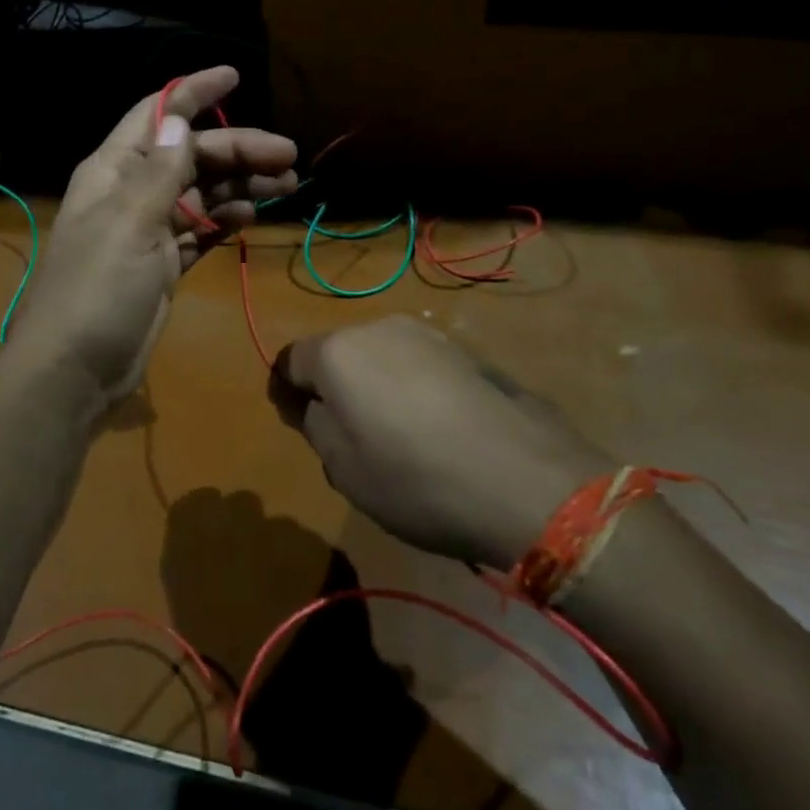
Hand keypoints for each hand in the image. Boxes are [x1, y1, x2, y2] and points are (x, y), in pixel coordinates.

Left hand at [7, 66, 297, 406]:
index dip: (194, 92)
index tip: (235, 75)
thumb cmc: (96, 290)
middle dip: (237, 150)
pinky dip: (226, 219)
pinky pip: (201, 229)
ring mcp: (149, 229)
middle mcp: (131, 192)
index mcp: (114, 170)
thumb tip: (179, 118)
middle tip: (289, 157)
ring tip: (286, 184)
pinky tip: (253, 214)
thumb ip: (159, 172)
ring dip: (241, 184)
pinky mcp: (163, 263)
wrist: (75, 370)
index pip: (157, 115)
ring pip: (202, 192)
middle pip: (191, 155)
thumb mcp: (129, 224)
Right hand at [271, 315, 614, 570]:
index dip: (284, 389)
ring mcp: (427, 335)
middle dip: (331, 385)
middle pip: (337, 352)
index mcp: (338, 352)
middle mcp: (378, 328)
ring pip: (379, 355)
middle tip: (343, 433)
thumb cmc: (416, 479)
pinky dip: (410, 386)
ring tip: (393, 431)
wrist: (525, 481)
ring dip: (374, 383)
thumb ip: (315, 424)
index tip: (292, 420)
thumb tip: (312, 403)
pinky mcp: (466, 351)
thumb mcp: (344, 468)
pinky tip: (433, 426)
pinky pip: (417, 363)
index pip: (290, 359)